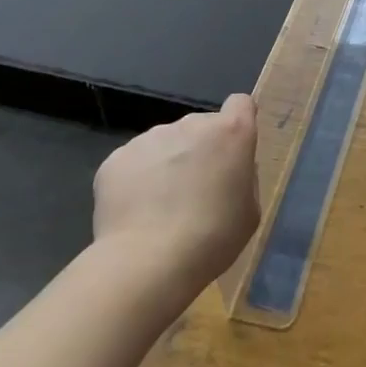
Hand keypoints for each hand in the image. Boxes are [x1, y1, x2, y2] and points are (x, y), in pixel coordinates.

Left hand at [93, 95, 258, 286]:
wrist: (147, 263)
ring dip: (167, 163)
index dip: (238, 122)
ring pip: (165, 143)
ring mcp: (151, 137)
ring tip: (159, 207)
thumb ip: (243, 178)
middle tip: (194, 191)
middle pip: (200, 127)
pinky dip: (137, 180)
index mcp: (231, 132)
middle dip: (199, 150)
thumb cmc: (213, 238)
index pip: (240, 103)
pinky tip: (136, 212)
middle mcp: (191, 124)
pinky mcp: (116, 158)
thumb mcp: (249, 210)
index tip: (232, 149)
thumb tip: (228, 169)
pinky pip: (134, 162)